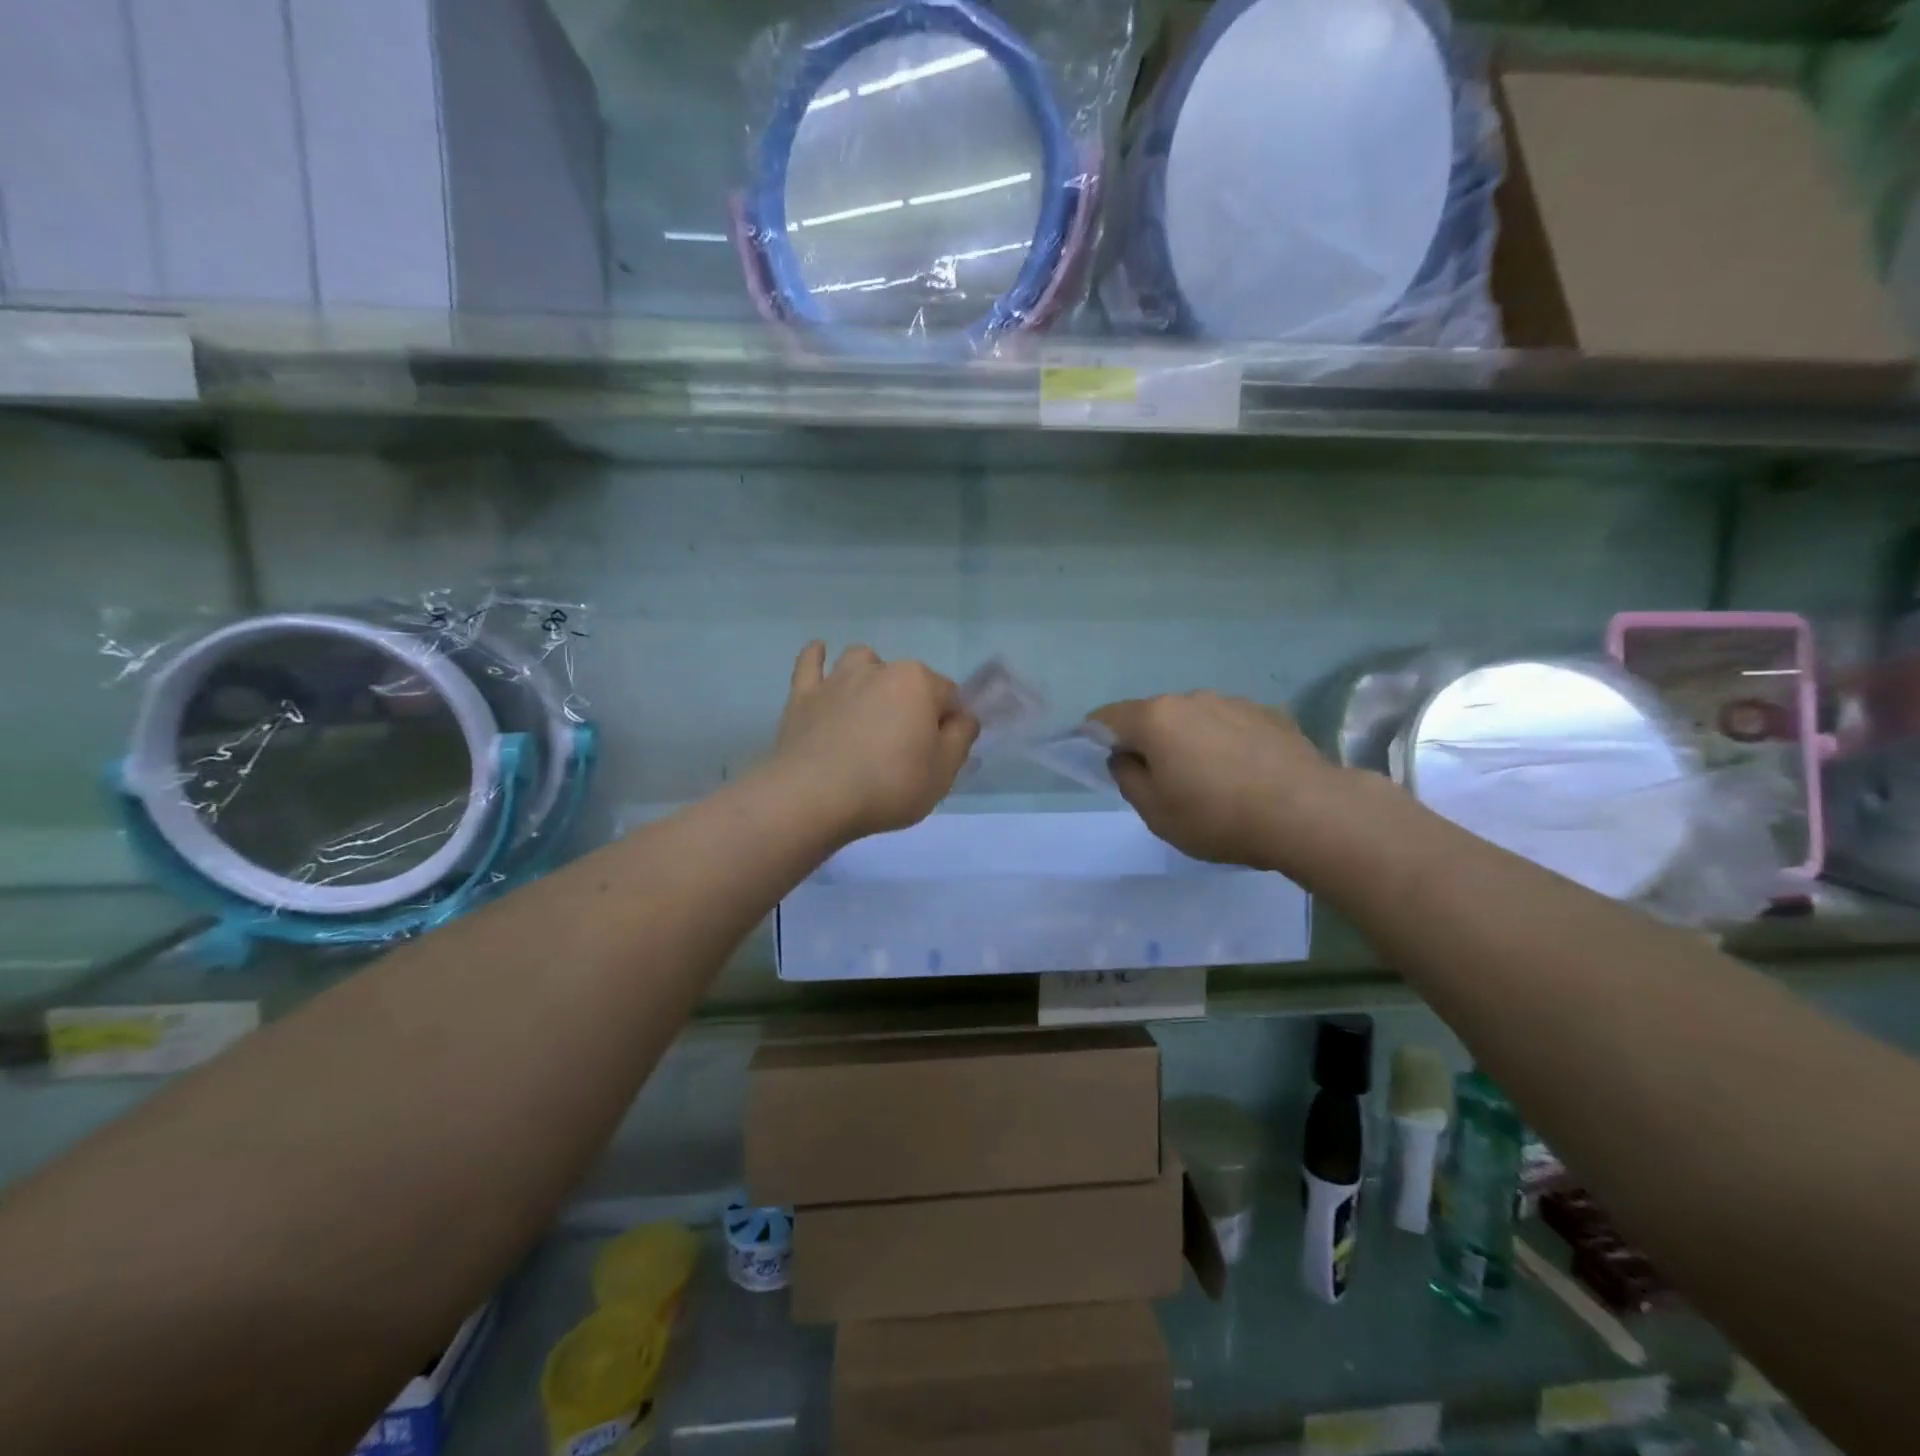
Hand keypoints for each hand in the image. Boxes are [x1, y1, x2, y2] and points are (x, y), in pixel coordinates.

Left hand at [772, 642, 978, 841]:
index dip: (950, 724)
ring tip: (870, 707)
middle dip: (912, 703)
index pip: (949, 695)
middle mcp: (880, 669)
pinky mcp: (803, 694)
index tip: (940, 753)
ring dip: (871, 675)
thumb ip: (961, 738)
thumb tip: (963, 717)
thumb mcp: (943, 771)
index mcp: (919, 683)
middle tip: (905, 745)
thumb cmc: (888, 785)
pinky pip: (811, 662)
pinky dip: (817, 657)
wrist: (814, 797)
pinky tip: (820, 655)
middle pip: (908, 679)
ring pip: (862, 660)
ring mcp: (837, 678)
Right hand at [1090, 692, 1345, 870]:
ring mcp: (1233, 702)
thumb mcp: (1156, 813)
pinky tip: (1244, 774)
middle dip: (1148, 741)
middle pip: (1153, 716)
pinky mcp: (1269, 713)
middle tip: (1160, 780)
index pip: (1106, 718)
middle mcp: (1191, 699)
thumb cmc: (1217, 817)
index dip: (1095, 737)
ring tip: (1209, 779)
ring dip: (1189, 740)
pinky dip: (1225, 742)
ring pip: (1194, 718)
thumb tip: (1124, 757)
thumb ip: (1128, 779)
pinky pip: (1230, 725)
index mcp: (1155, 718)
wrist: (1308, 813)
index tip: (1103, 760)